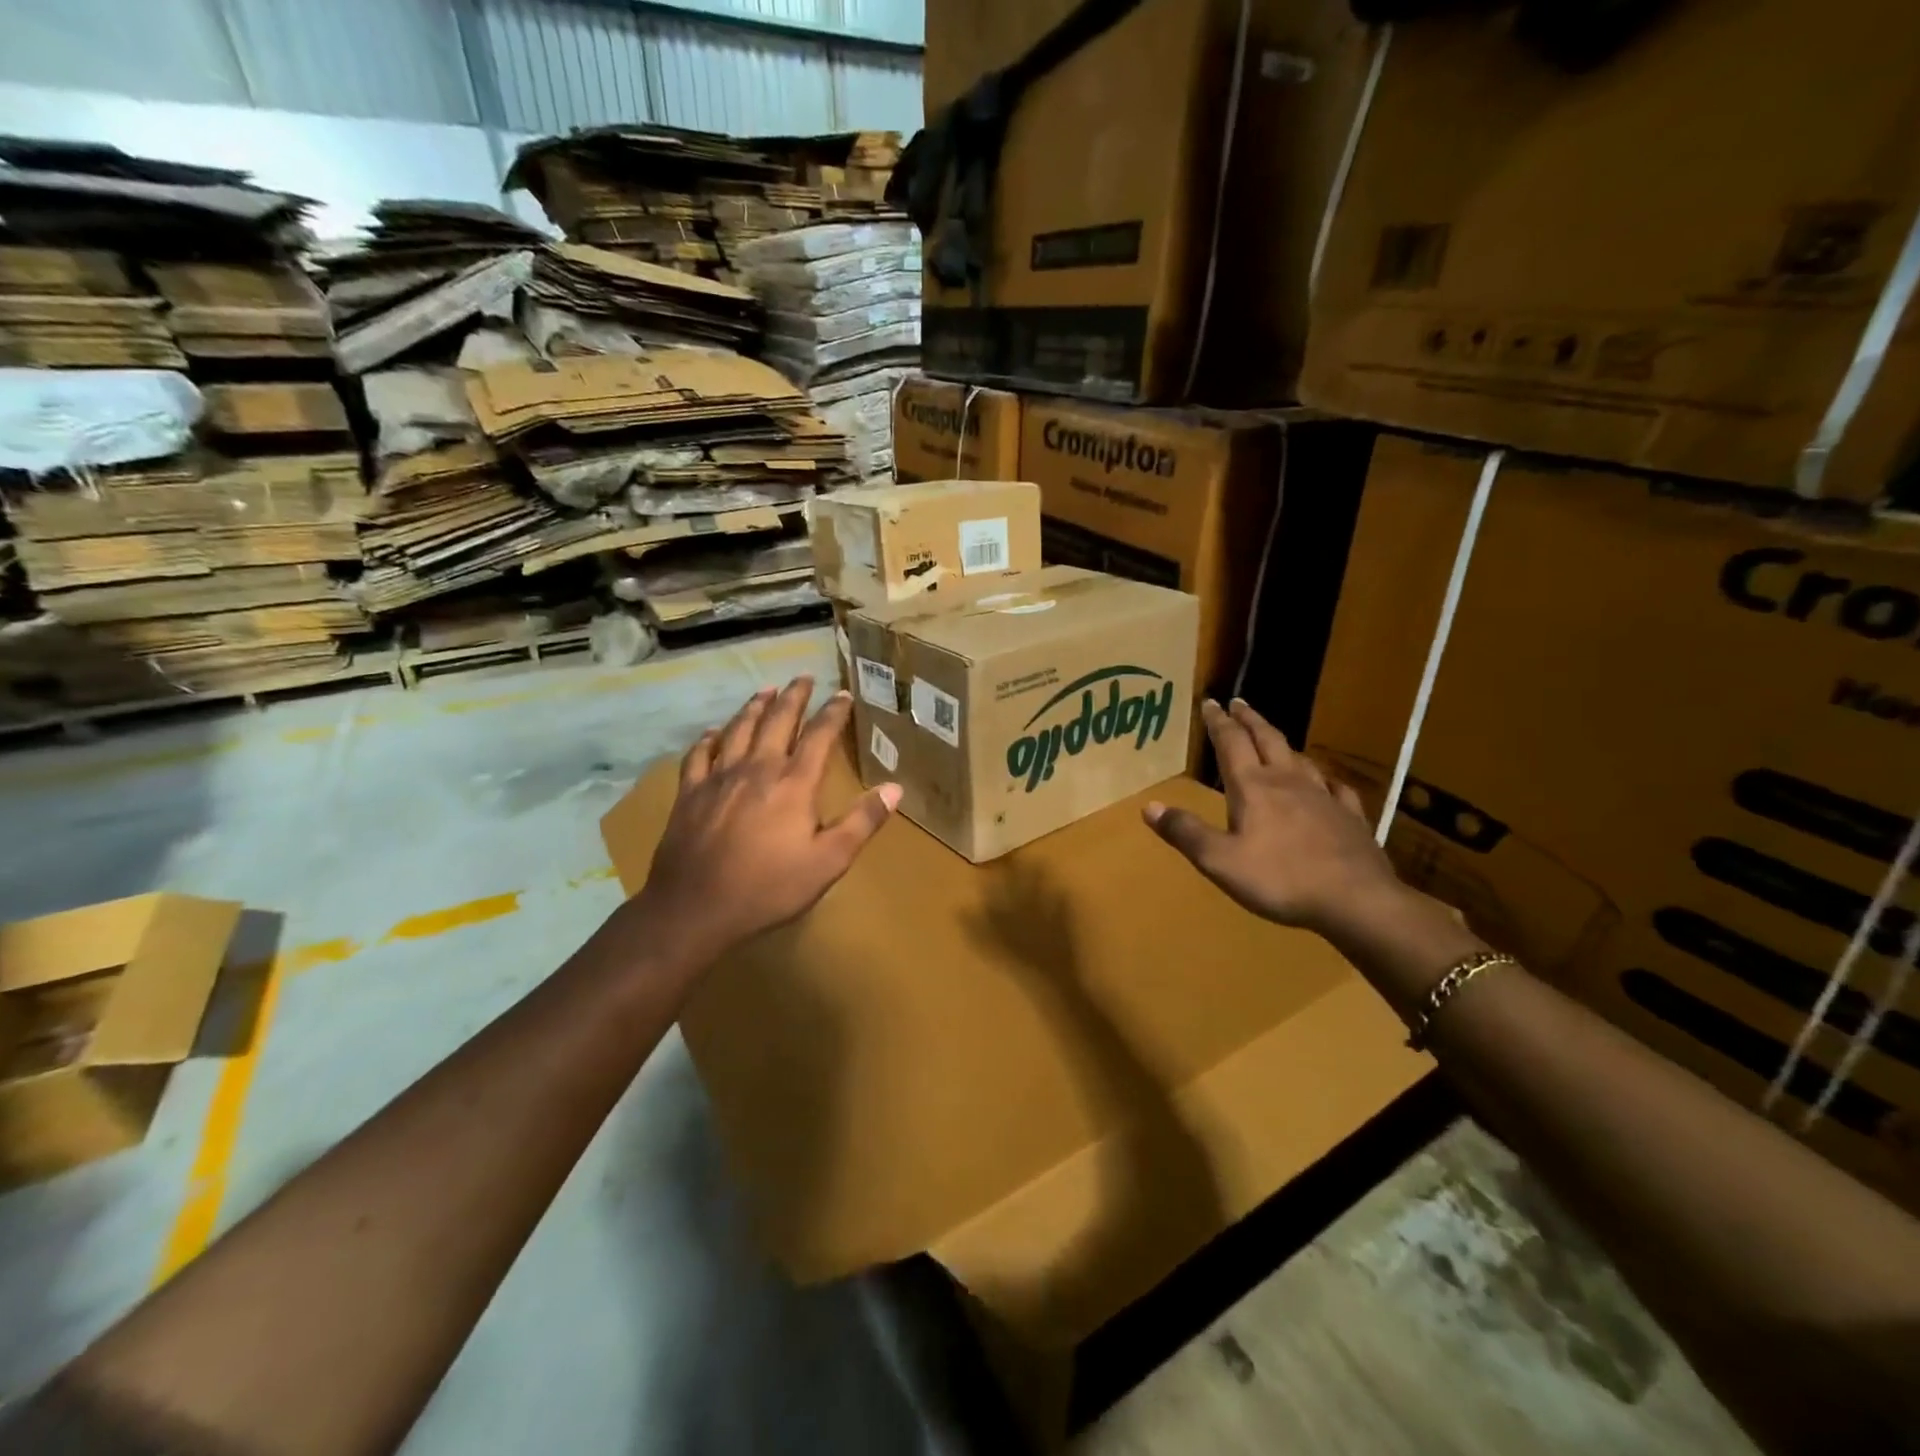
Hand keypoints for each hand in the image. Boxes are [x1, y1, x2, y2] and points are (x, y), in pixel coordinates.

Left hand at [633, 677, 900, 966]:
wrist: (695, 907)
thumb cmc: (769, 887)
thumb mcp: (828, 861)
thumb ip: (862, 822)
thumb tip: (895, 788)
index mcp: (794, 784)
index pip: (819, 736)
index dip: (833, 712)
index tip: (843, 694)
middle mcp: (757, 769)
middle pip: (777, 721)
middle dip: (793, 697)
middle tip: (802, 677)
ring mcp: (719, 778)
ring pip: (739, 729)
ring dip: (754, 707)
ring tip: (765, 691)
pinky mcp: (690, 793)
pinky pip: (699, 754)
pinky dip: (709, 738)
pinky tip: (713, 731)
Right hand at [1144, 698, 1403, 937]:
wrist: (1355, 900)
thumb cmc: (1280, 879)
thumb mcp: (1219, 861)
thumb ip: (1185, 832)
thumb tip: (1149, 806)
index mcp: (1253, 787)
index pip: (1231, 743)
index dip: (1218, 722)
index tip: (1209, 702)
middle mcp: (1287, 782)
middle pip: (1267, 739)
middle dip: (1249, 719)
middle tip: (1238, 702)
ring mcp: (1323, 797)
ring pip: (1299, 758)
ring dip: (1281, 742)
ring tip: (1273, 737)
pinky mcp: (1349, 817)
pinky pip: (1336, 788)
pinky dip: (1325, 778)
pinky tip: (1327, 782)